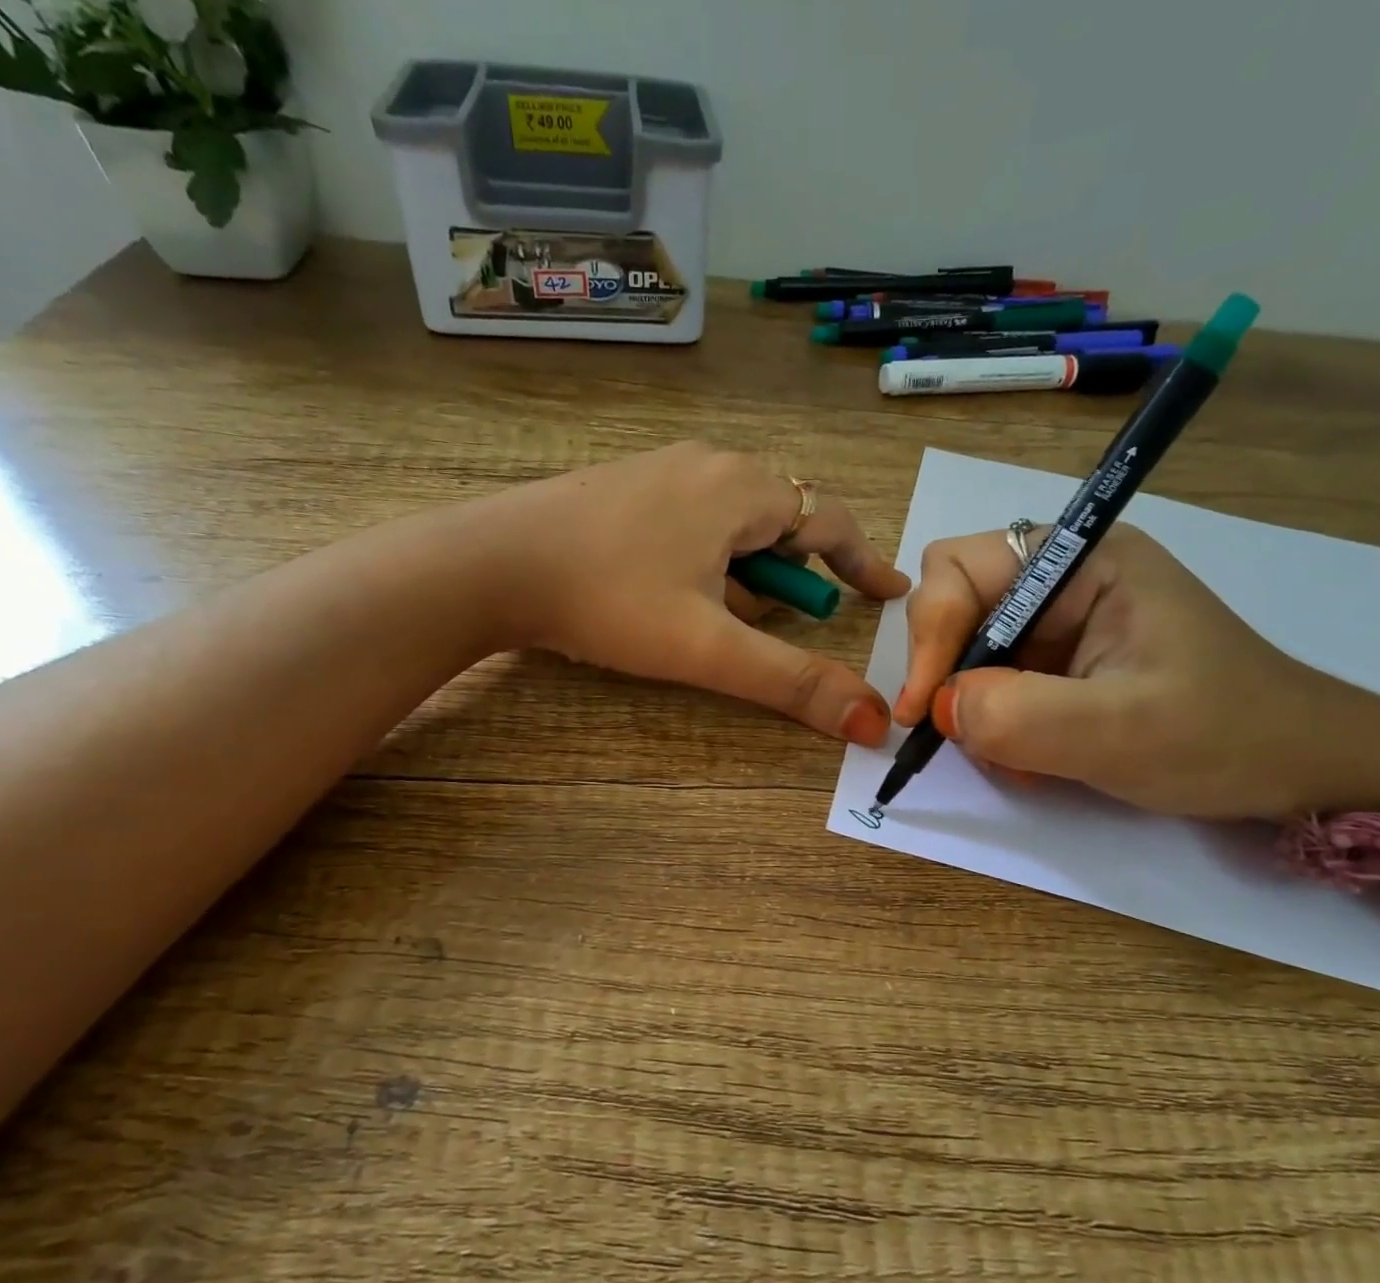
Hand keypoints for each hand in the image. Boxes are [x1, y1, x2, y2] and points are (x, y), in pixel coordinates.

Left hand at [473, 442, 908, 743]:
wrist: (491, 562)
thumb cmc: (608, 599)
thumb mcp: (708, 648)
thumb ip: (793, 681)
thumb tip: (873, 720)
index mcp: (743, 490)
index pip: (831, 521)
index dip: (864, 562)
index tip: (888, 593)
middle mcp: (710, 465)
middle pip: (782, 517)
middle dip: (797, 570)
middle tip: (795, 616)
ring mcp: (663, 469)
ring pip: (733, 519)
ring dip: (747, 567)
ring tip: (724, 615)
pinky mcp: (625, 484)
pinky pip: (692, 516)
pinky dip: (707, 555)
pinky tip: (672, 591)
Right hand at [894, 524, 1379, 818]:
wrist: (1301, 768)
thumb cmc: (1227, 736)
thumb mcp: (1122, 730)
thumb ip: (1020, 715)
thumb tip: (938, 709)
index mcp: (1083, 560)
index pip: (961, 568)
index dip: (930, 634)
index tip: (923, 709)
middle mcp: (1062, 578)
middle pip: (954, 604)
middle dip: (946, 671)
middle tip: (958, 731)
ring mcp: (1060, 620)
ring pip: (967, 650)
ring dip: (970, 707)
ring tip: (1012, 757)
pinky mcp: (1060, 660)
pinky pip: (992, 682)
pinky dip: (992, 723)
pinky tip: (1028, 756)